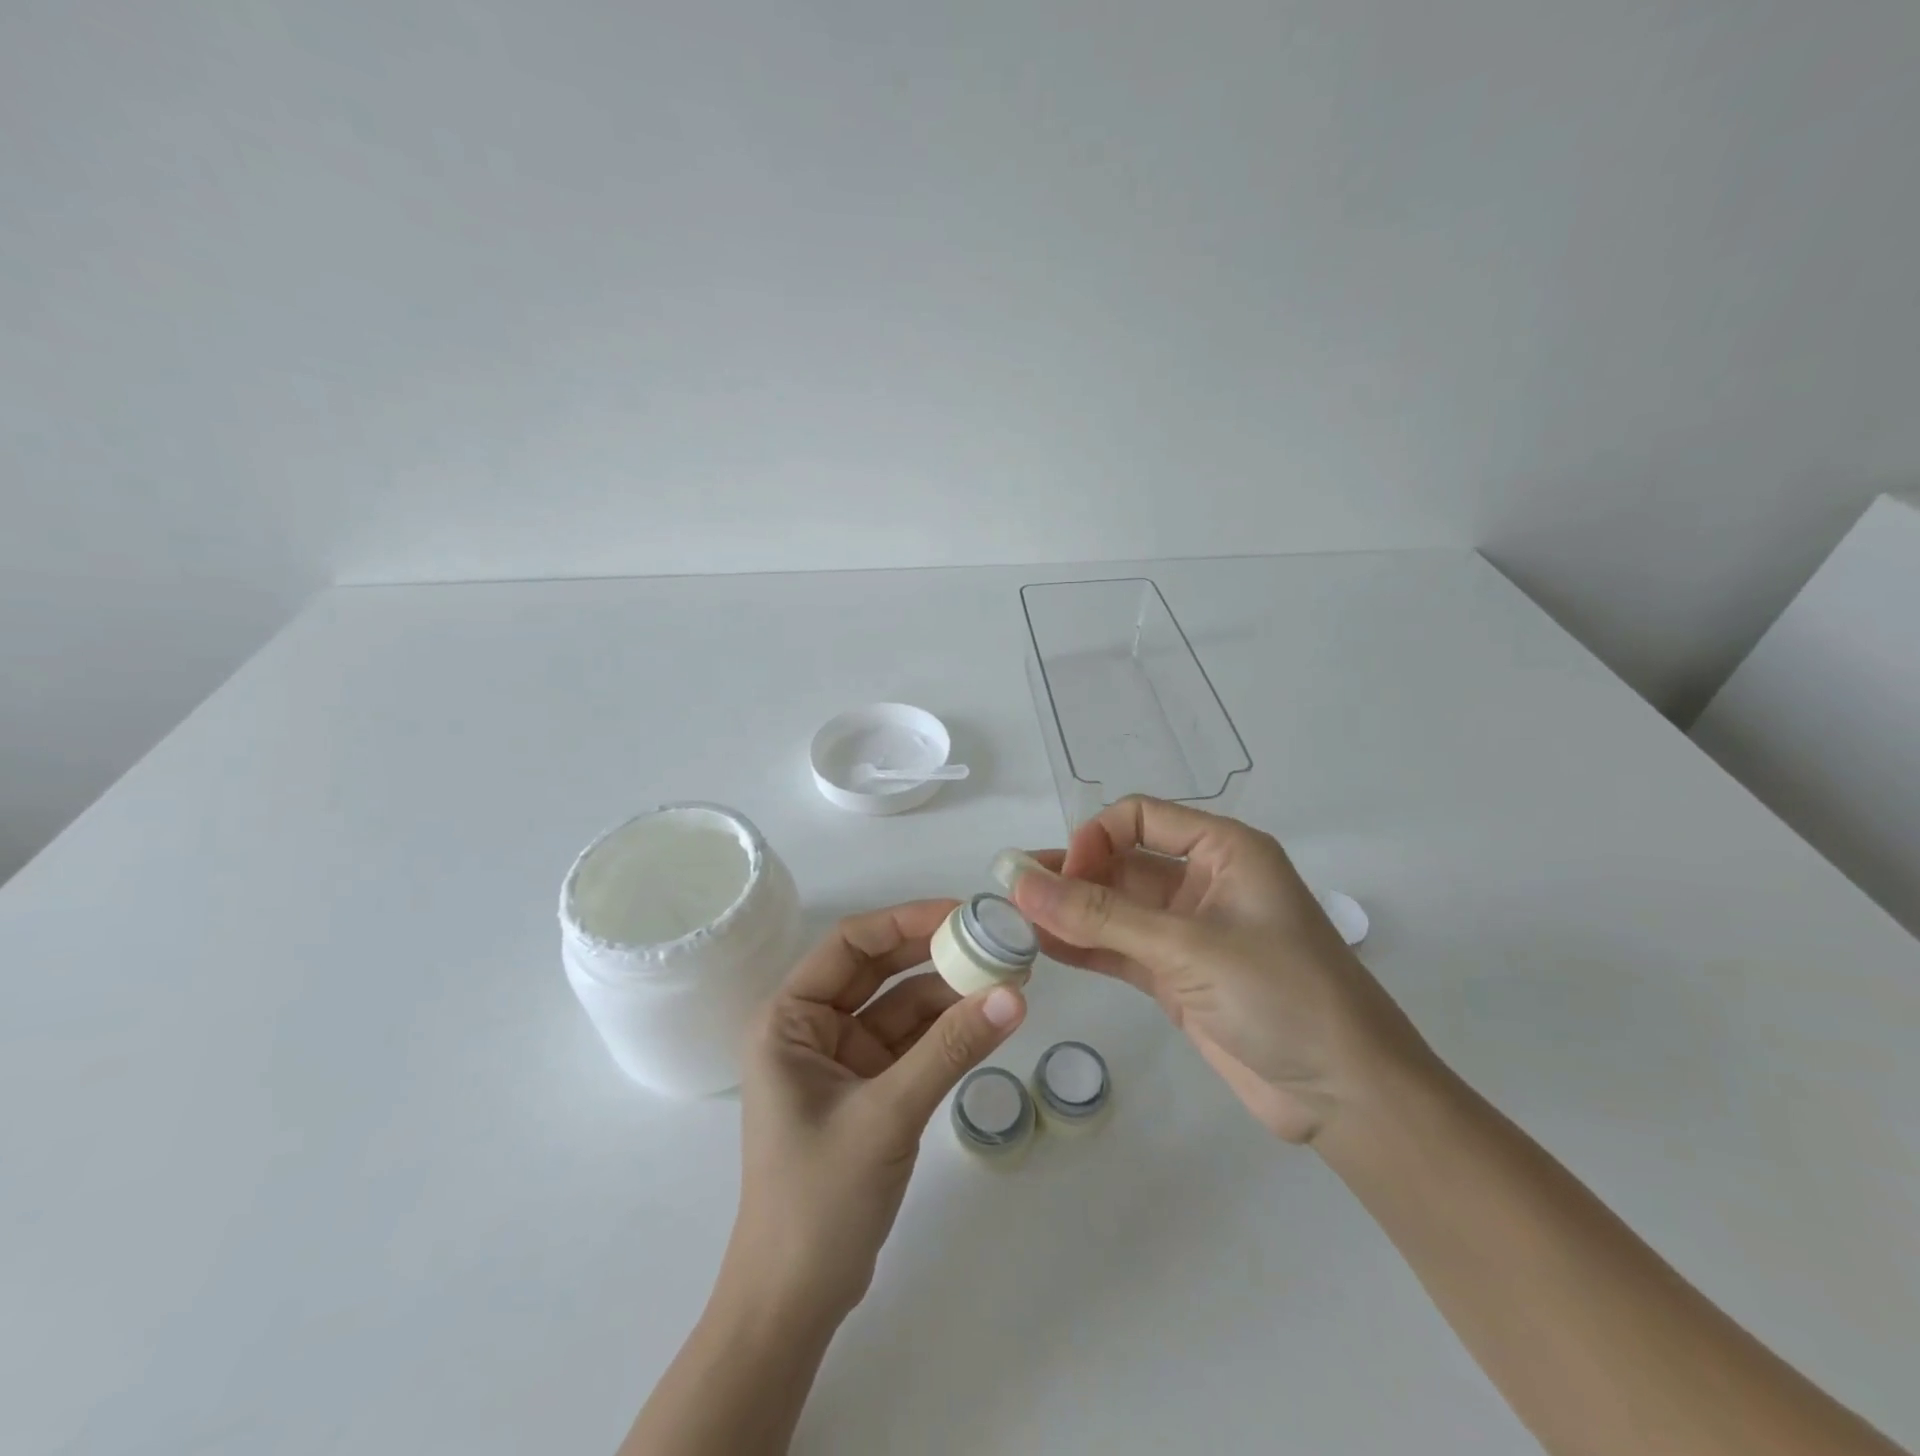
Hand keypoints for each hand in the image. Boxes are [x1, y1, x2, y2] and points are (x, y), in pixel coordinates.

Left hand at [724, 901, 1026, 1323]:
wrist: (795, 1302)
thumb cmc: (818, 1199)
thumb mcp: (887, 1114)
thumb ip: (950, 1050)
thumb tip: (1015, 995)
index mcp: (790, 1018)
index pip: (850, 944)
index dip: (906, 920)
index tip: (963, 913)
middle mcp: (813, 1027)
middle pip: (879, 970)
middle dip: (934, 954)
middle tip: (994, 940)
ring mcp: (843, 1059)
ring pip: (902, 1006)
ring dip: (948, 993)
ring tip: (1006, 977)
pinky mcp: (869, 1089)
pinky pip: (912, 1044)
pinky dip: (947, 1031)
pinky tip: (988, 1019)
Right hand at [1013, 797, 1432, 1143]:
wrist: (1347, 1096)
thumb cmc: (1282, 995)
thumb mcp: (1188, 948)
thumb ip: (1100, 917)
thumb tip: (1020, 883)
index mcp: (1223, 850)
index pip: (1140, 817)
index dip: (1095, 837)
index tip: (1063, 875)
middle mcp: (1203, 882)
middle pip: (1121, 862)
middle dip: (1070, 876)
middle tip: (1011, 894)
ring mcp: (1188, 932)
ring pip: (1115, 908)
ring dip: (1069, 913)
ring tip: (1013, 921)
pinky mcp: (1177, 976)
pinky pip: (1120, 948)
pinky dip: (1084, 947)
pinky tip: (1042, 949)